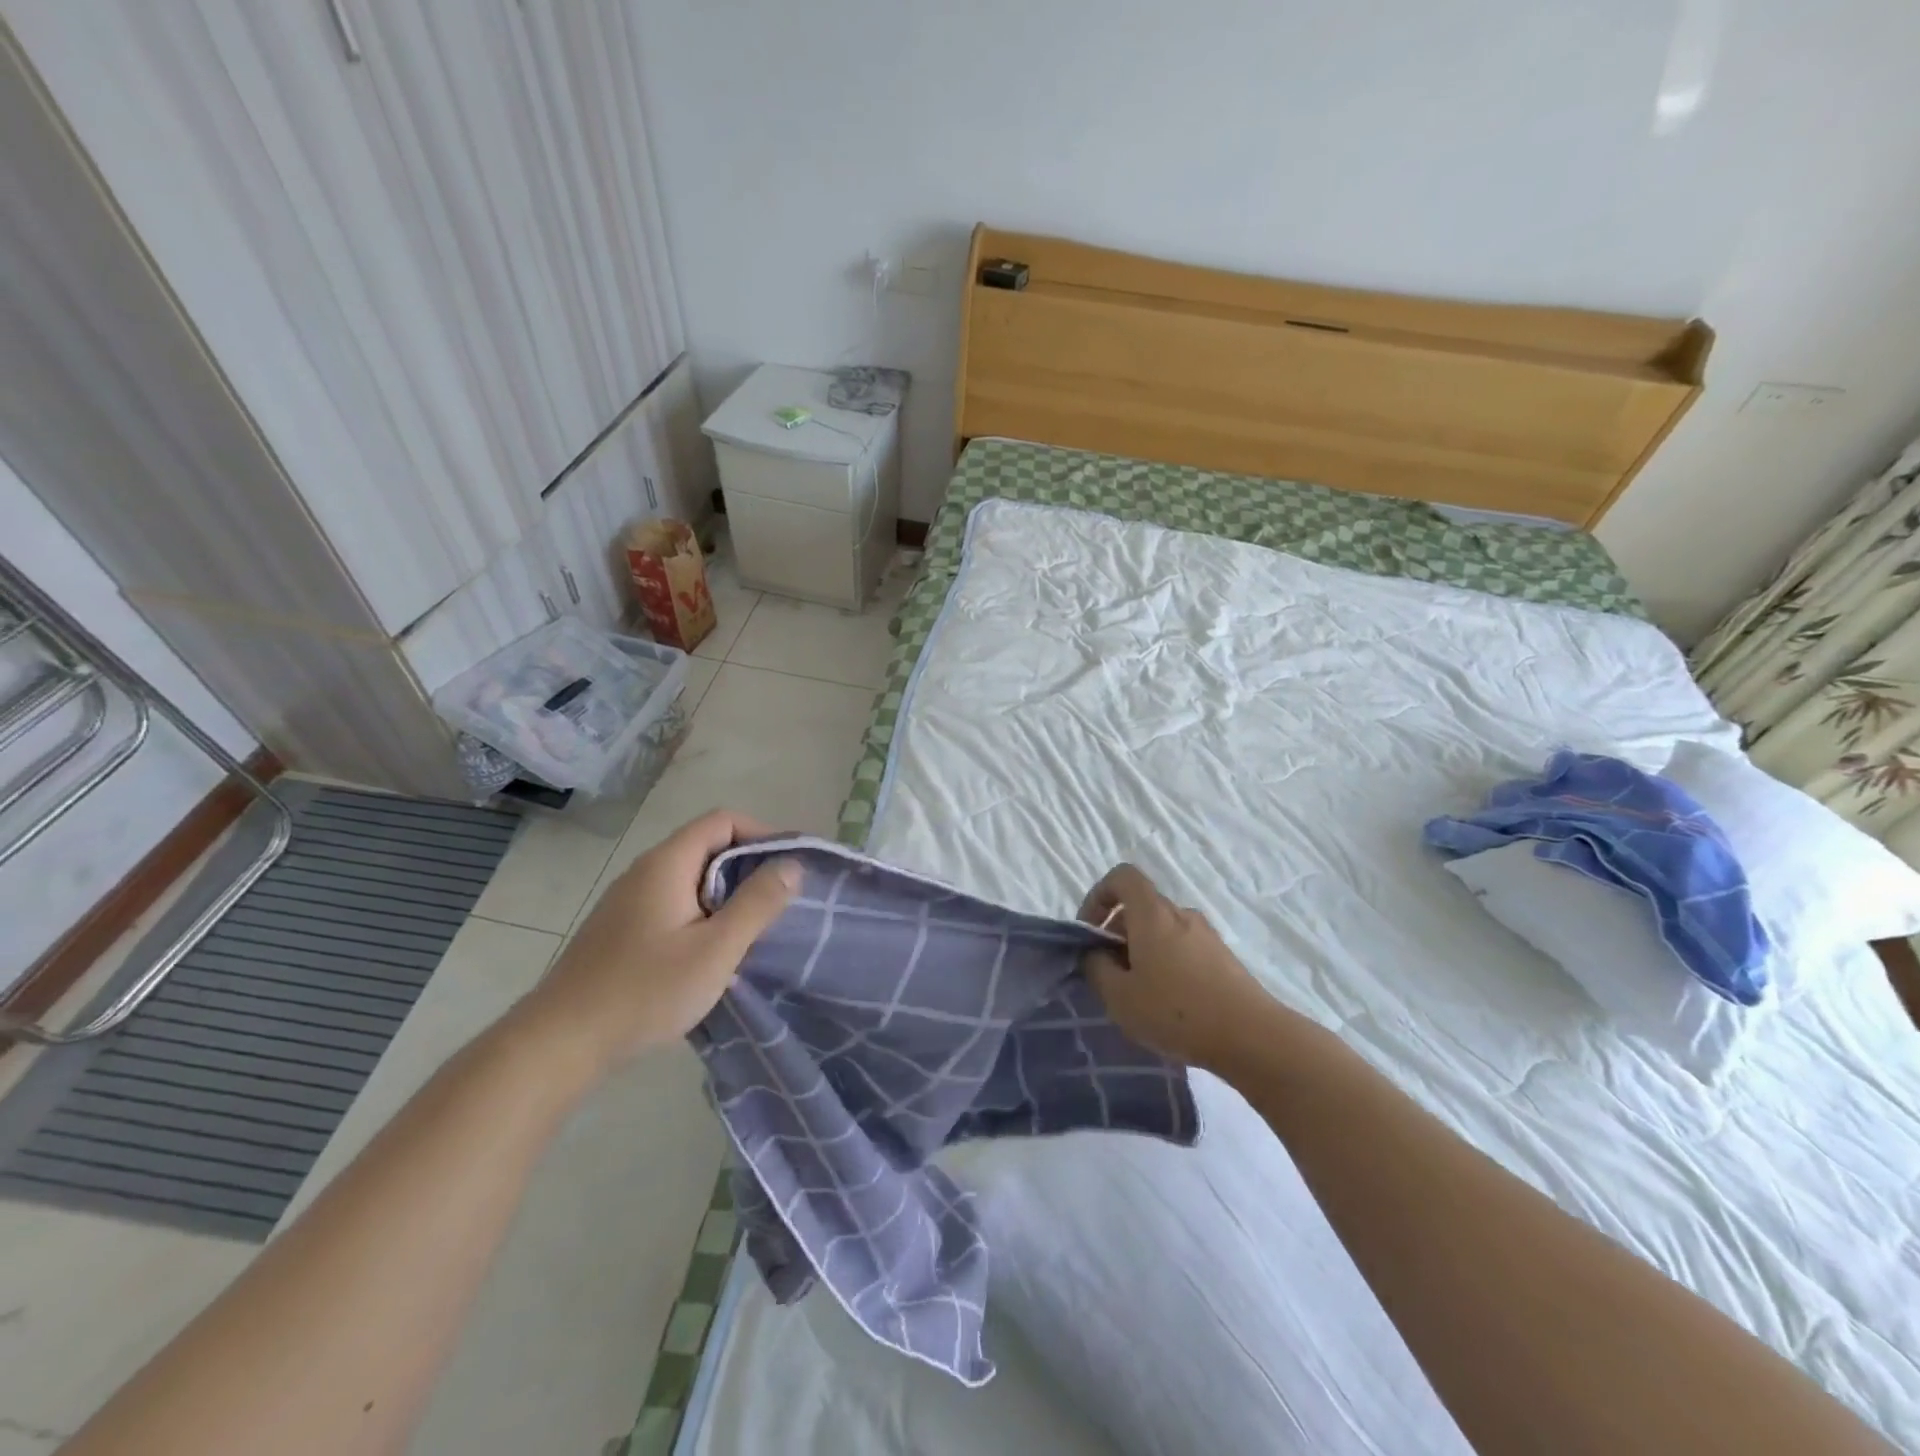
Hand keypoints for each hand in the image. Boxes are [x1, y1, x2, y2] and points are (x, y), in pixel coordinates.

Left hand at [516, 810, 798, 1076]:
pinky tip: (712, 954)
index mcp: (667, 864)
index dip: (763, 833)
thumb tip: (792, 865)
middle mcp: (645, 872)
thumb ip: (758, 903)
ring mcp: (628, 902)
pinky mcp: (621, 930)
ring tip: (754, 930)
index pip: (722, 821)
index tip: (791, 866)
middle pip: (707, 847)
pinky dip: (704, 915)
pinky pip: (674, 904)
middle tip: (780, 902)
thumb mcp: (716, 948)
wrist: (559, 1044)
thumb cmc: (645, 990)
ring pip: (691, 879)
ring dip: (727, 895)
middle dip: (749, 867)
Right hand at [1078, 864, 1269, 1069]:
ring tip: (1139, 996)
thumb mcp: (1119, 997)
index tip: (1089, 932)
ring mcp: (1206, 935)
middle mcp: (1181, 914)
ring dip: (1142, 953)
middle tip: (1110, 976)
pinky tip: (1170, 1005)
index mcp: (1152, 914)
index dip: (1098, 896)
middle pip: (1140, 907)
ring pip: (1162, 931)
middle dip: (1117, 934)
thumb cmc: (1177, 1012)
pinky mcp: (1223, 958)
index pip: (1122, 877)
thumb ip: (1097, 968)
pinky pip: (1183, 949)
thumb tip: (1096, 954)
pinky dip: (1167, 965)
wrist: (1253, 1037)